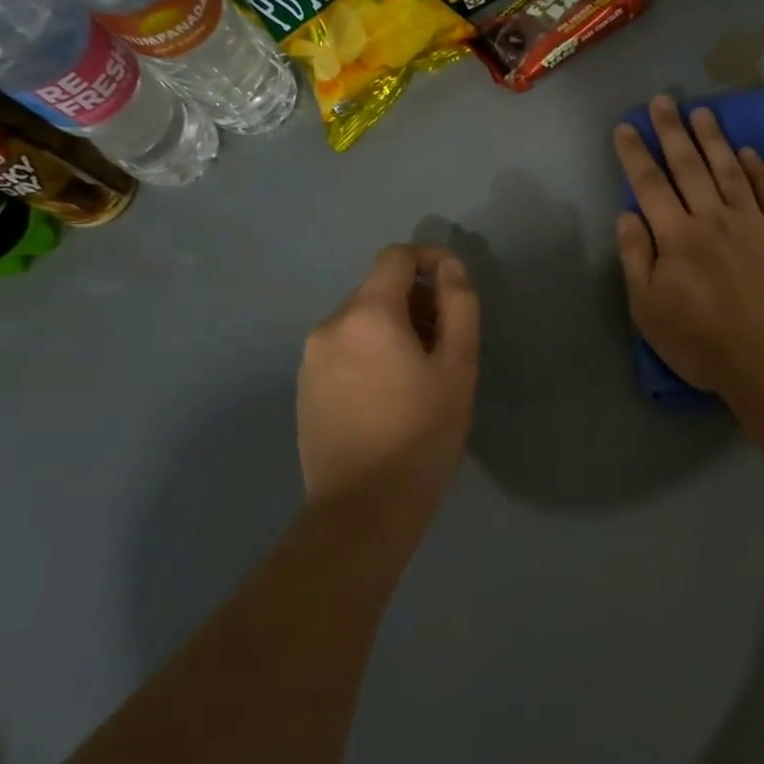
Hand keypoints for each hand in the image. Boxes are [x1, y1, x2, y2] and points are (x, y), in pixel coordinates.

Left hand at [297, 245, 479, 513]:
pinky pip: (343, 349)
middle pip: (377, 289)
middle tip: (446, 342)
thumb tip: (450, 266)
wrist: (364, 506)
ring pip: (360, 321)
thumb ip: (459, 305)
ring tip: (420, 373)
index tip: (454, 286)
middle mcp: (329, 325)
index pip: (395, 257)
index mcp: (367, 314)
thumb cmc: (423, 432)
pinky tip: (390, 394)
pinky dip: (371, 351)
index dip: (429, 258)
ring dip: (393, 328)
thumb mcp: (458, 365)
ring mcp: (310, 358)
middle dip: (415, 301)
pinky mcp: (305, 386)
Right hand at [614, 96, 763, 394]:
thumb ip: (635, 258)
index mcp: (676, 236)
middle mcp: (712, 218)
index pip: (650, 185)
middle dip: (672, 131)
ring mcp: (753, 222)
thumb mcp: (648, 309)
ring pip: (729, 170)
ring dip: (714, 139)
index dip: (635, 154)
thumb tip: (627, 215)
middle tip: (663, 100)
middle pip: (689, 166)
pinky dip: (758, 169)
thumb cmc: (701, 341)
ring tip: (703, 112)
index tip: (626, 126)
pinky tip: (748, 151)